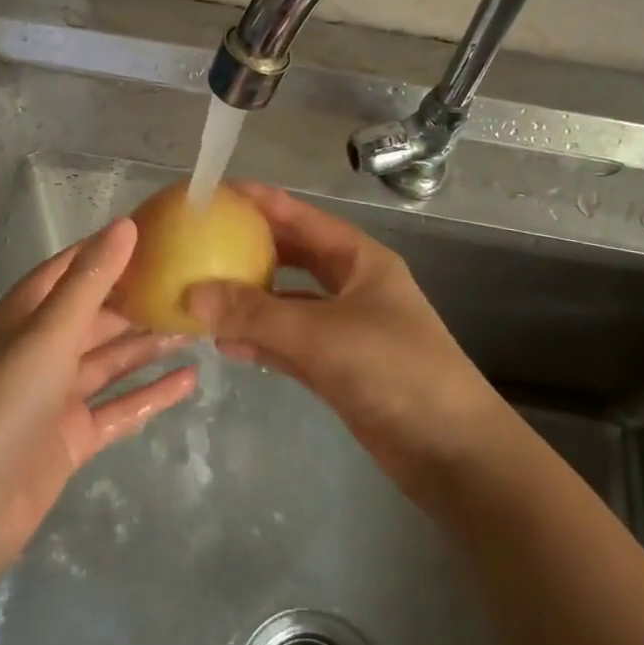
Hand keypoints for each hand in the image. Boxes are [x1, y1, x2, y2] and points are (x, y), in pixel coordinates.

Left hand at [0, 218, 195, 561]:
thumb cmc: (4, 404)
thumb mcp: (50, 333)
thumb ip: (91, 280)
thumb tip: (125, 224)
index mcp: (25, 314)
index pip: (73, 266)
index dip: (112, 248)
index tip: (161, 233)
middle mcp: (41, 348)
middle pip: (98, 313)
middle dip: (140, 299)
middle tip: (195, 283)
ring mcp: (57, 394)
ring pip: (113, 359)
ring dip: (150, 343)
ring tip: (201, 326)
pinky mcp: (73, 435)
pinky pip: (120, 406)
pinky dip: (152, 393)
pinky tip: (190, 380)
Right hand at [185, 182, 506, 488]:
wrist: (452, 451)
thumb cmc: (395, 371)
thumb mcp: (321, 335)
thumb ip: (255, 314)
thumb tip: (191, 294)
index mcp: (359, 260)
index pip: (301, 217)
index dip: (259, 202)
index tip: (214, 193)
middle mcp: (351, 287)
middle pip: (292, 257)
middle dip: (249, 250)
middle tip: (200, 244)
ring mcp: (345, 329)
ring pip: (287, 304)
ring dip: (249, 301)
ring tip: (201, 296)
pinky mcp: (338, 368)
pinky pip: (289, 345)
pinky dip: (260, 342)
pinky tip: (225, 344)